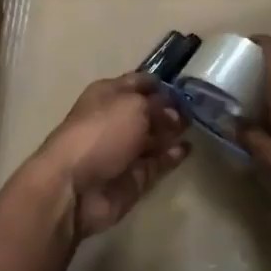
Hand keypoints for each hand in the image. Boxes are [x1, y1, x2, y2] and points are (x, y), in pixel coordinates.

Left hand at [26, 73, 189, 239]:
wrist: (74, 187)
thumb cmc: (101, 133)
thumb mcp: (133, 106)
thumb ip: (158, 105)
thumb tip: (173, 112)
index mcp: (108, 95)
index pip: (139, 83)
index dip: (161, 83)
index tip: (188, 85)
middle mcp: (116, 120)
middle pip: (149, 111)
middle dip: (171, 109)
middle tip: (196, 110)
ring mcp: (124, 150)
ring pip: (155, 137)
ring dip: (173, 132)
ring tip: (196, 128)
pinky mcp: (133, 178)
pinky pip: (157, 163)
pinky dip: (172, 156)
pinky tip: (186, 149)